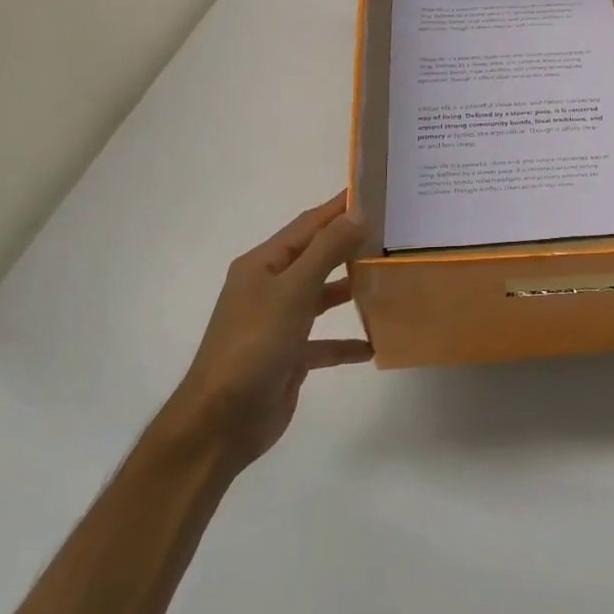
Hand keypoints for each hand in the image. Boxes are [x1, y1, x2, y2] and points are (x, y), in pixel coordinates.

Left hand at [166, 194, 371, 468]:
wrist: (222, 421)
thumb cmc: (255, 344)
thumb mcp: (293, 291)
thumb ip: (326, 251)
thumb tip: (357, 213)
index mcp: (263, 265)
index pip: (307, 225)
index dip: (338, 208)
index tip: (373, 192)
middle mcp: (269, 289)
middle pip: (315, 258)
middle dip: (350, 245)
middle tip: (392, 233)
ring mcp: (278, 324)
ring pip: (321, 297)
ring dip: (350, 289)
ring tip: (388, 278)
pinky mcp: (289, 356)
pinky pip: (324, 342)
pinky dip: (347, 341)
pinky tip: (374, 342)